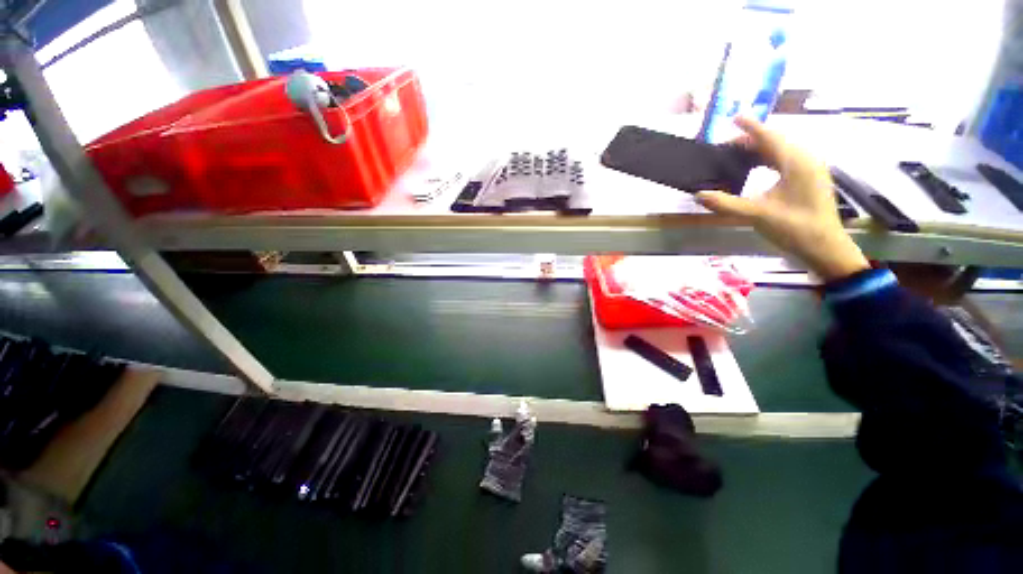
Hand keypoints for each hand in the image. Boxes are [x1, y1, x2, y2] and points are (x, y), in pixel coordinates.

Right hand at [695, 117, 869, 280]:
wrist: (824, 248)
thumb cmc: (795, 228)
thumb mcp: (757, 215)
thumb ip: (726, 204)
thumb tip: (699, 195)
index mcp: (797, 163)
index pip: (770, 137)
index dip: (751, 127)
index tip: (734, 117)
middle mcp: (806, 160)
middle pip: (775, 142)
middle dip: (750, 141)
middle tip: (725, 148)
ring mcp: (810, 169)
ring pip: (781, 151)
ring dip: (758, 151)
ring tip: (735, 157)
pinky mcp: (810, 179)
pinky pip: (785, 161)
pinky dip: (767, 161)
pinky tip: (755, 169)